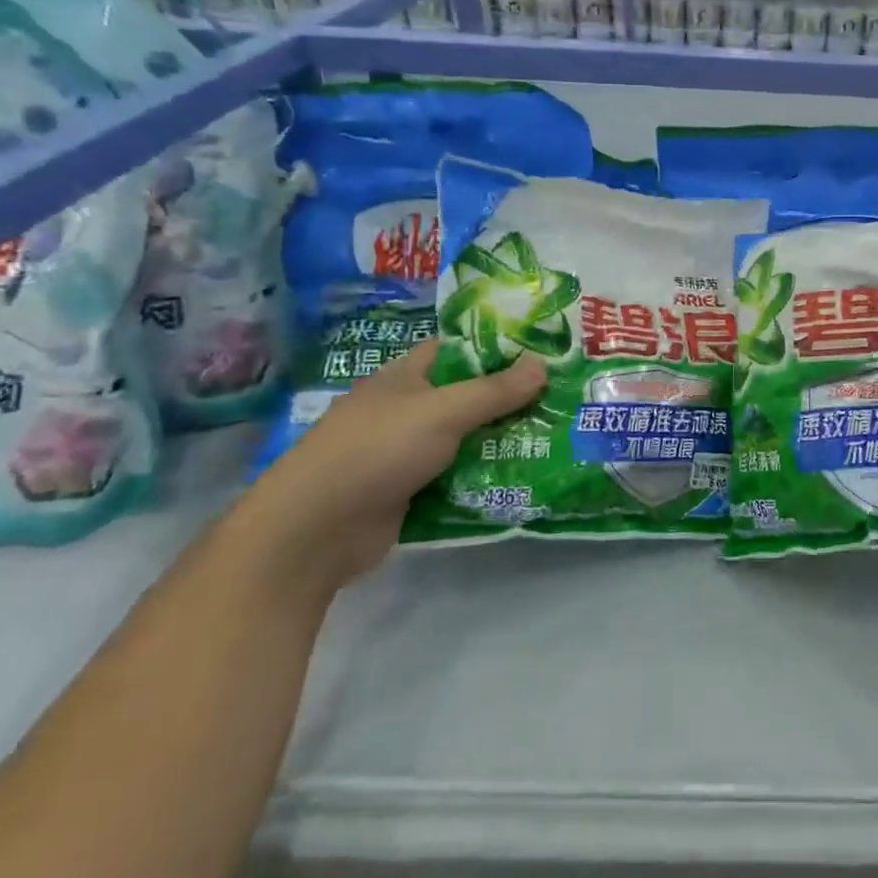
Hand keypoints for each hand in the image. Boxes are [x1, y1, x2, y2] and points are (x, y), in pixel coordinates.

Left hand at [237, 341, 544, 590]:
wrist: (314, 531)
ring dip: (502, 440)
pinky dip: (484, 475)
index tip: (543, 350)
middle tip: (563, 396)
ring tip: (556, 435)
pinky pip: (457, 476)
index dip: (497, 346)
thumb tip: (543, 364)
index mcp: (405, 377)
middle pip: (467, 395)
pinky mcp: (409, 492)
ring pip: (465, 438)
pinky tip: (524, 476)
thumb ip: (494, 390)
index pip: (457, 349)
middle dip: (510, 397)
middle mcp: (406, 409)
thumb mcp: (442, 411)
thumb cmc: (376, 450)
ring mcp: (406, 453)